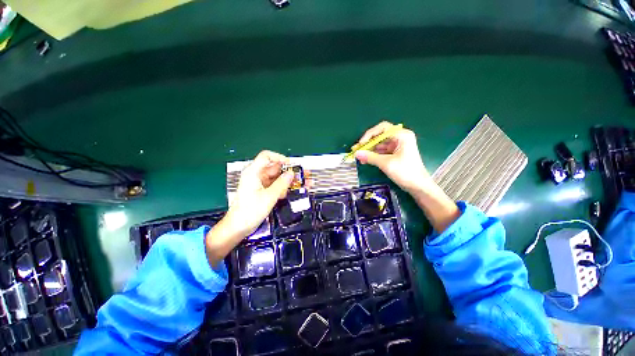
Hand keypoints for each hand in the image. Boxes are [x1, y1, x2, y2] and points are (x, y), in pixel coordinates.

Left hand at [224, 150, 294, 237]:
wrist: (238, 227)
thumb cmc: (250, 211)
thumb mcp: (269, 196)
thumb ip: (281, 184)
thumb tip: (291, 173)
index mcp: (253, 172)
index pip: (267, 156)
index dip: (280, 157)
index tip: (291, 164)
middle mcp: (256, 175)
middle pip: (274, 168)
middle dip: (288, 172)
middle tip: (301, 176)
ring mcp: (259, 184)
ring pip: (276, 178)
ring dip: (287, 181)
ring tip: (300, 185)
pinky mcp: (261, 191)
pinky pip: (274, 185)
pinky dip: (282, 188)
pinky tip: (289, 193)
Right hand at [355, 122, 431, 193]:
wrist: (418, 186)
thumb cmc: (405, 172)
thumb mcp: (386, 163)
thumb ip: (370, 157)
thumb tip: (356, 153)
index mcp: (402, 135)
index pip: (382, 128)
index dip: (369, 134)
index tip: (361, 144)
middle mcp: (400, 138)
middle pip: (380, 136)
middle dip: (367, 143)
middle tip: (356, 150)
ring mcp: (397, 146)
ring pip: (379, 144)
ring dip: (369, 150)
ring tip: (358, 157)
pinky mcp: (395, 154)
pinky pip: (381, 151)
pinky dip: (373, 155)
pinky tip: (365, 160)